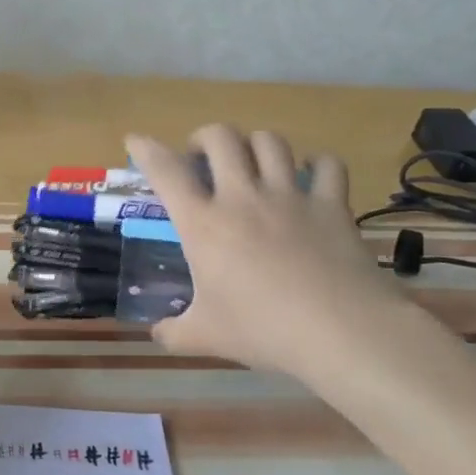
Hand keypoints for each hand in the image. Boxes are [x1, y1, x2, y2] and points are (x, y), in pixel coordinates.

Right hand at [126, 127, 404, 383]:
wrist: (338, 331)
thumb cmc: (261, 330)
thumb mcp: (206, 337)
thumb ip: (174, 332)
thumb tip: (157, 334)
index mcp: (203, 224)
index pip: (166, 171)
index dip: (146, 149)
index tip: (136, 140)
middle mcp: (242, 197)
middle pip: (221, 138)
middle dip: (205, 137)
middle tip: (202, 157)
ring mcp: (290, 196)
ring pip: (270, 142)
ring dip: (255, 144)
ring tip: (252, 161)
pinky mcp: (331, 204)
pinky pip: (327, 165)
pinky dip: (318, 164)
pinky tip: (311, 174)